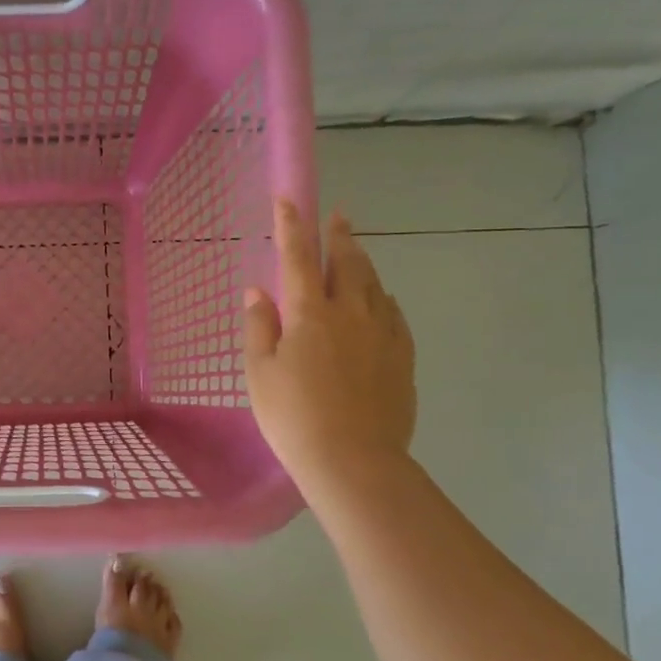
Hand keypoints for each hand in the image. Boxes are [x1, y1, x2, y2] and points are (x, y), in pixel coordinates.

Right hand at [243, 198, 416, 487]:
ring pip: (374, 284)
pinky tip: (381, 301)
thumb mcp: (260, 373)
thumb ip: (259, 327)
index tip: (289, 200)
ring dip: (363, 262)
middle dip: (339, 235)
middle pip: (347, 262)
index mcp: (309, 313)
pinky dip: (383, 299)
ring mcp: (382, 334)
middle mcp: (350, 313)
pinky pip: (394, 314)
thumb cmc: (293, 417)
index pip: (298, 258)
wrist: (353, 460)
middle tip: (338, 215)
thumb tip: (257, 290)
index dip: (291, 227)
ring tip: (357, 251)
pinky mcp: (402, 358)